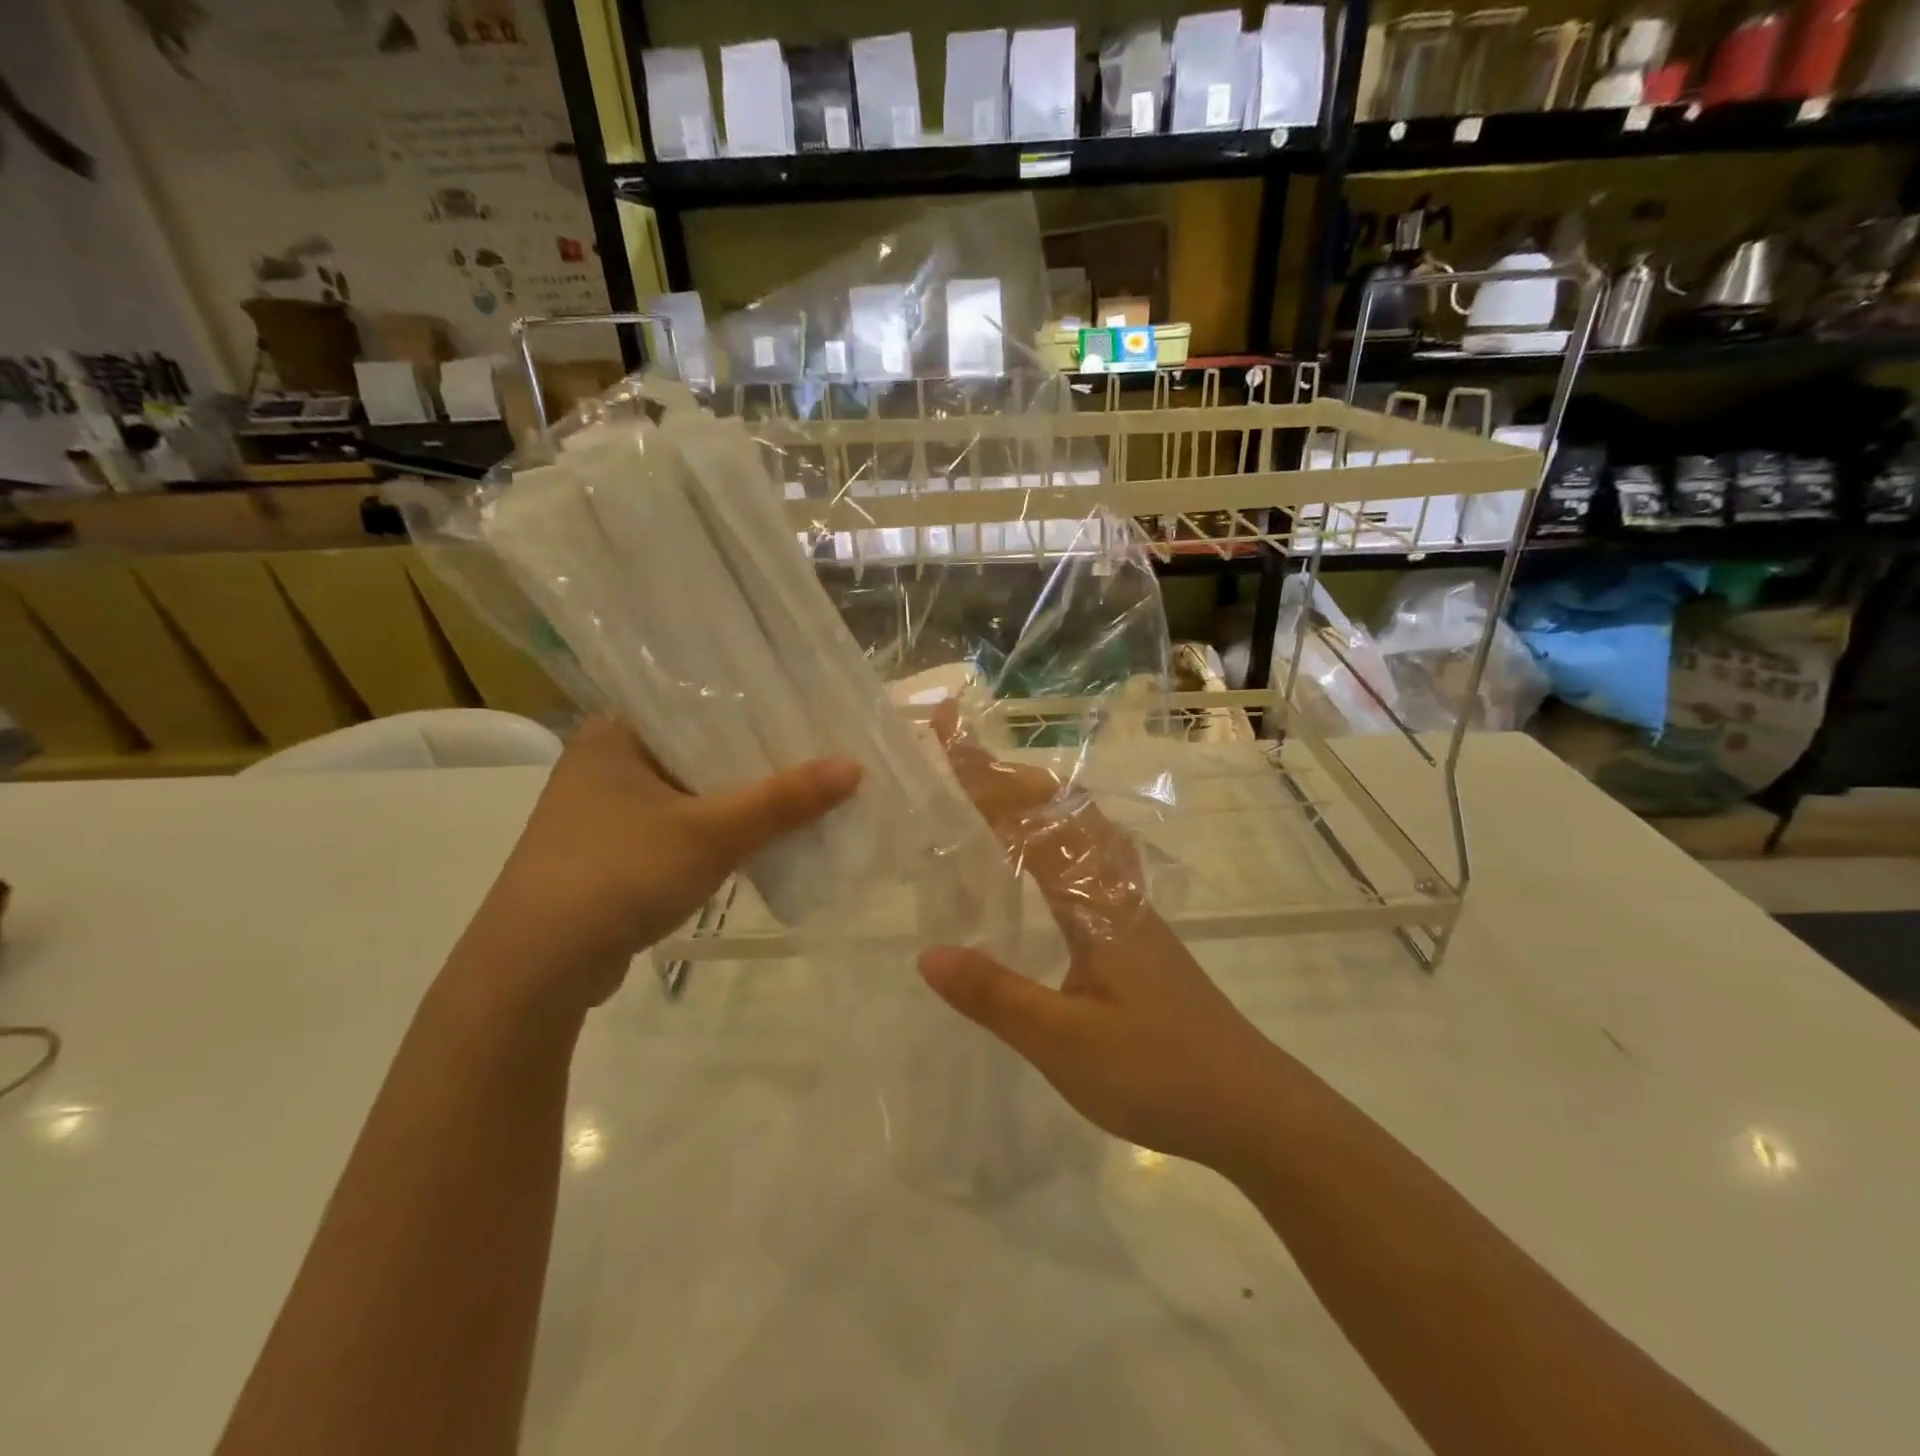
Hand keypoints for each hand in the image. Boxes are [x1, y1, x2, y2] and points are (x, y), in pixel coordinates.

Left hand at [468, 717, 860, 1013]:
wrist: (535, 971)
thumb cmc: (618, 875)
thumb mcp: (711, 833)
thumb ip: (783, 800)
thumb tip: (854, 767)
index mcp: (614, 734)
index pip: (697, 704)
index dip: (756, 710)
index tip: (809, 713)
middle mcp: (605, 763)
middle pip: (700, 750)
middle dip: (756, 760)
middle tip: (818, 753)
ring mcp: (604, 812)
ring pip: (692, 792)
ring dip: (739, 800)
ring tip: (803, 792)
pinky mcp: (612, 854)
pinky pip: (680, 827)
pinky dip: (717, 832)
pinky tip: (761, 837)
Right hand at [918, 708, 1286, 1179]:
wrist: (1253, 1108)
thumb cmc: (1159, 1073)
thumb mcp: (1064, 1043)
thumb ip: (995, 996)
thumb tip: (927, 954)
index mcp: (1095, 901)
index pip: (1031, 822)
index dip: (985, 777)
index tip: (949, 733)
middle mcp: (1116, 888)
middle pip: (1062, 808)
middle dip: (1008, 776)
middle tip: (962, 756)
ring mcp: (1133, 908)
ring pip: (1084, 829)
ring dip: (1039, 800)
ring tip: (998, 792)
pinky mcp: (1141, 932)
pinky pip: (1093, 858)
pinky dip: (1061, 835)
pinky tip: (1050, 862)